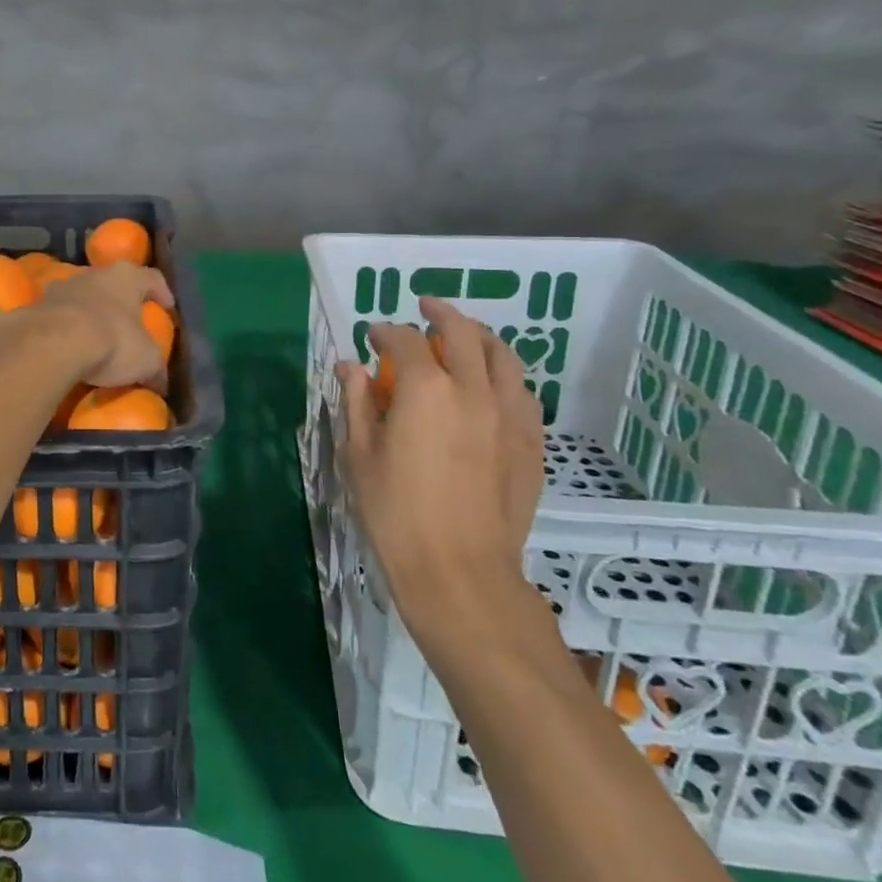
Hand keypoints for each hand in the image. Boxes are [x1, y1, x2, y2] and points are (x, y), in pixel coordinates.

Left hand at [24, 262, 173, 388]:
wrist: (52, 344)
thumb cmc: (111, 342)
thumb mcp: (146, 360)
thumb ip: (155, 367)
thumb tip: (160, 381)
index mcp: (127, 277)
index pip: (152, 278)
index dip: (162, 292)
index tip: (166, 307)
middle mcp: (95, 274)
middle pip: (113, 283)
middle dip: (121, 301)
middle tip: (128, 322)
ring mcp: (62, 287)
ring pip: (82, 296)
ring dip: (89, 311)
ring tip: (94, 336)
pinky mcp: (37, 305)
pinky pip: (57, 314)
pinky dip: (65, 326)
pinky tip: (67, 346)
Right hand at [336, 299, 545, 640]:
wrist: (459, 572)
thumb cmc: (395, 513)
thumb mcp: (359, 455)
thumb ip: (356, 402)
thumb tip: (350, 367)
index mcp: (425, 389)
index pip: (404, 339)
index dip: (385, 332)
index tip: (372, 337)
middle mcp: (472, 389)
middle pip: (462, 331)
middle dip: (439, 313)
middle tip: (424, 309)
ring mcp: (508, 415)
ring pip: (503, 356)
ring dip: (480, 336)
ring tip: (465, 336)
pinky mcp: (531, 442)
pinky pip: (523, 392)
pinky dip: (505, 375)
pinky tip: (493, 384)